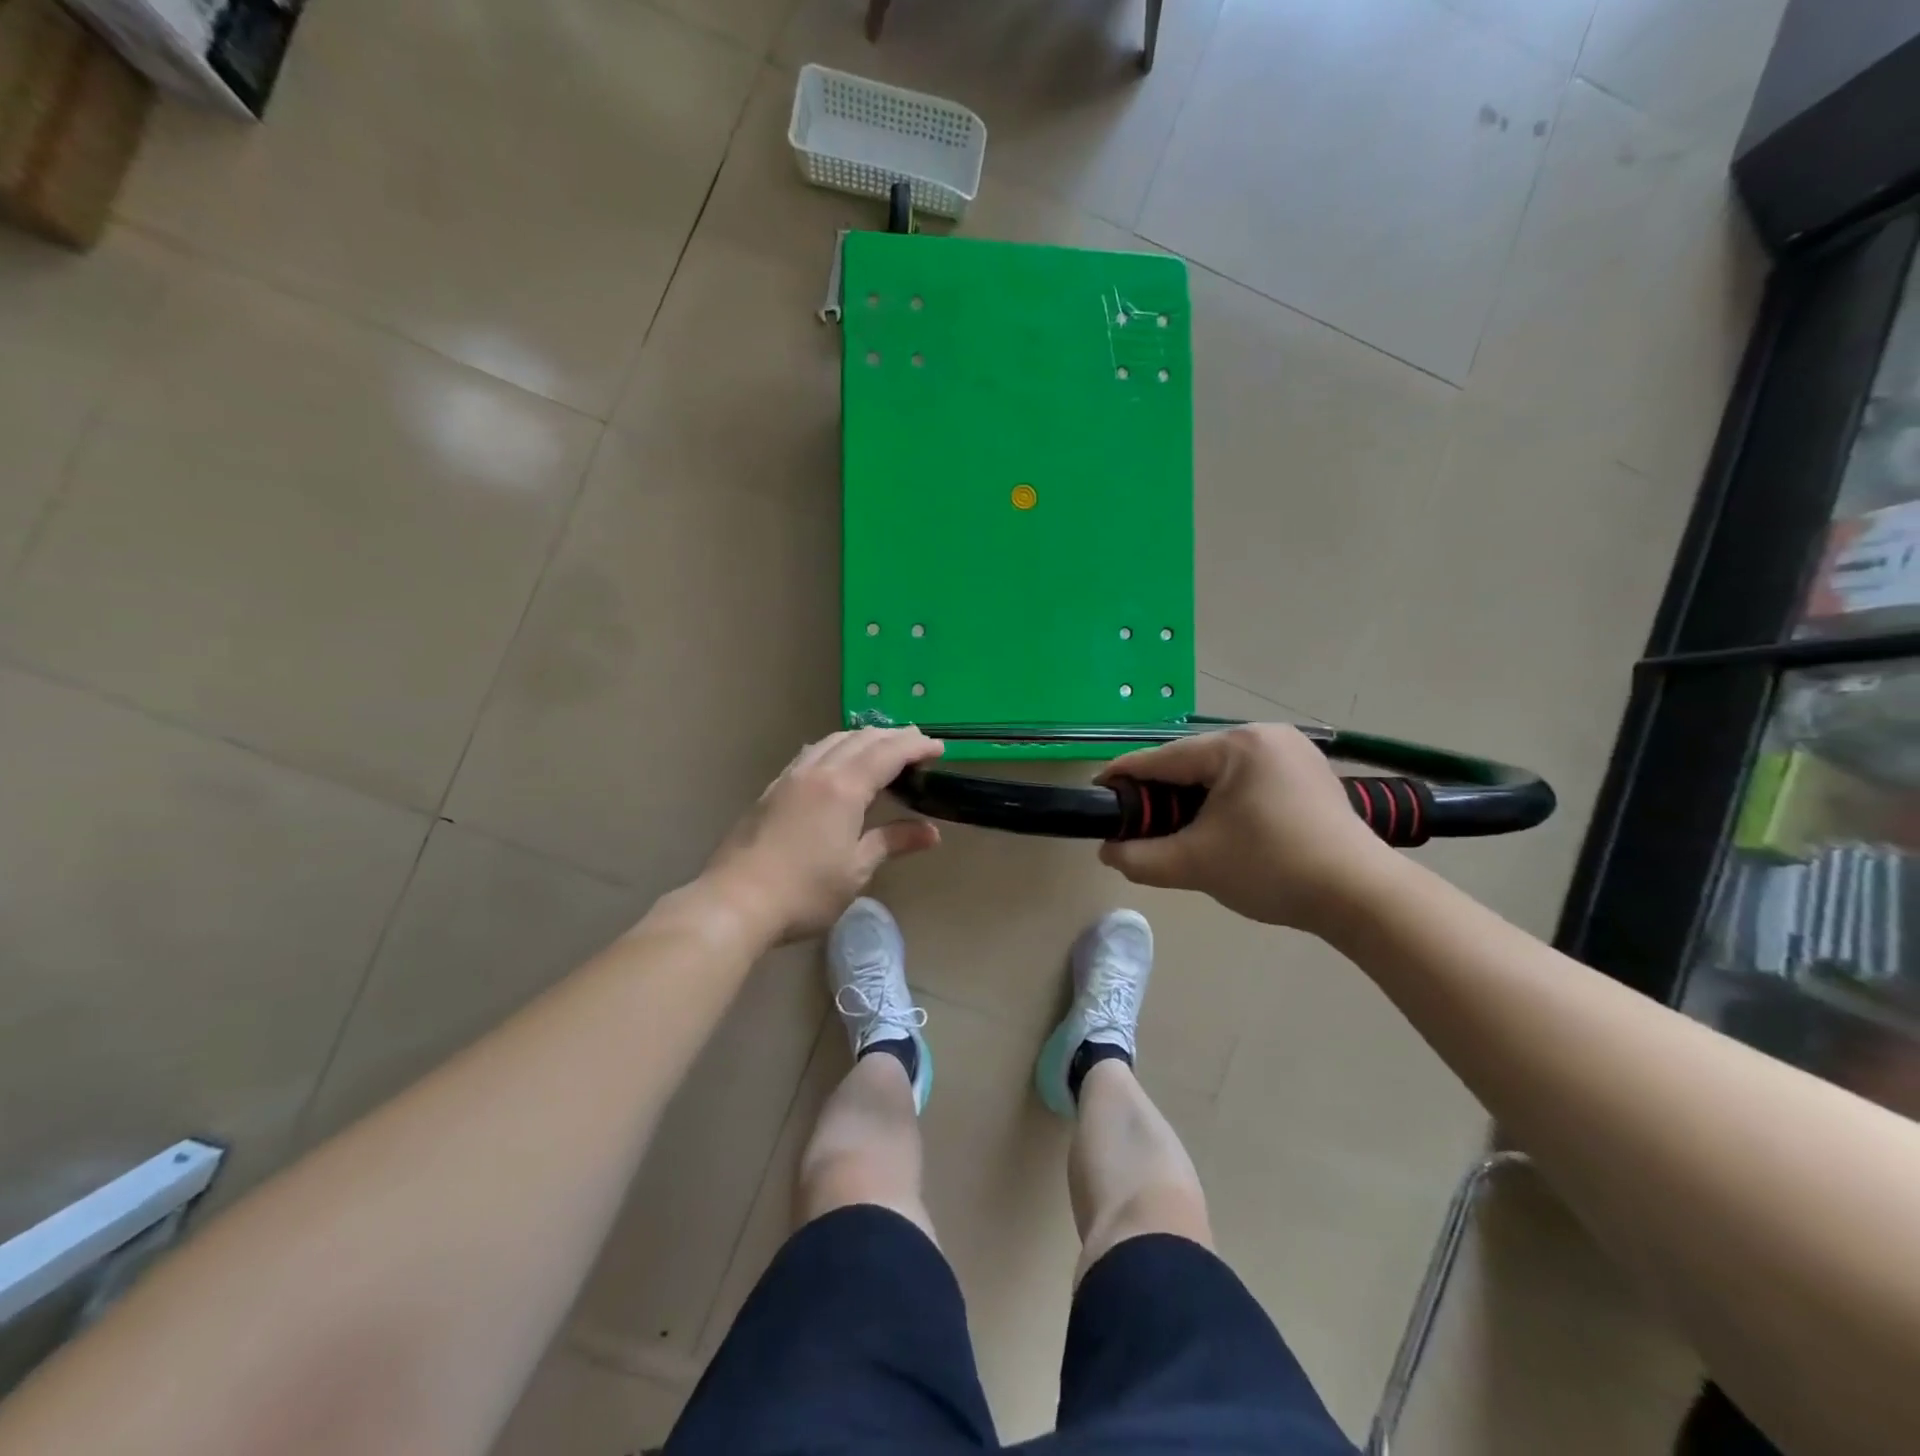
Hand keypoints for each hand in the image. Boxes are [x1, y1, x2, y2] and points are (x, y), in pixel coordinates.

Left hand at [704, 728, 945, 942]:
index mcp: (844, 787)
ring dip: (863, 738)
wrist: (735, 901)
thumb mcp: (856, 870)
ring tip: (881, 749)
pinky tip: (836, 763)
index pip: (888, 753)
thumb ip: (892, 842)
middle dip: (893, 736)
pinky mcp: (772, 790)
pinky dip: (835, 748)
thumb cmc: (804, 891)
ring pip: (832, 741)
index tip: (939, 747)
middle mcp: (818, 771)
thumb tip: (931, 832)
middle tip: (918, 744)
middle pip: (861, 739)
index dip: (916, 746)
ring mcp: (791, 777)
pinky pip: (811, 753)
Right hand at [1097, 723, 1398, 934]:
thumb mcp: (1195, 864)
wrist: (1362, 897)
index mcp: (1237, 745)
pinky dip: (1225, 799)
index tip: (1097, 792)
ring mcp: (1293, 751)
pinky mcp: (1309, 773)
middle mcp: (1265, 735)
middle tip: (1139, 823)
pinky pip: (1249, 778)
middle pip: (1192, 762)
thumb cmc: (1272, 869)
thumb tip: (1108, 852)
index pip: (1163, 758)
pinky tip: (1219, 825)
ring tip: (1176, 827)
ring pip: (1220, 770)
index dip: (1124, 776)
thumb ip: (1140, 857)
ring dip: (1193, 796)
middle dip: (1162, 792)